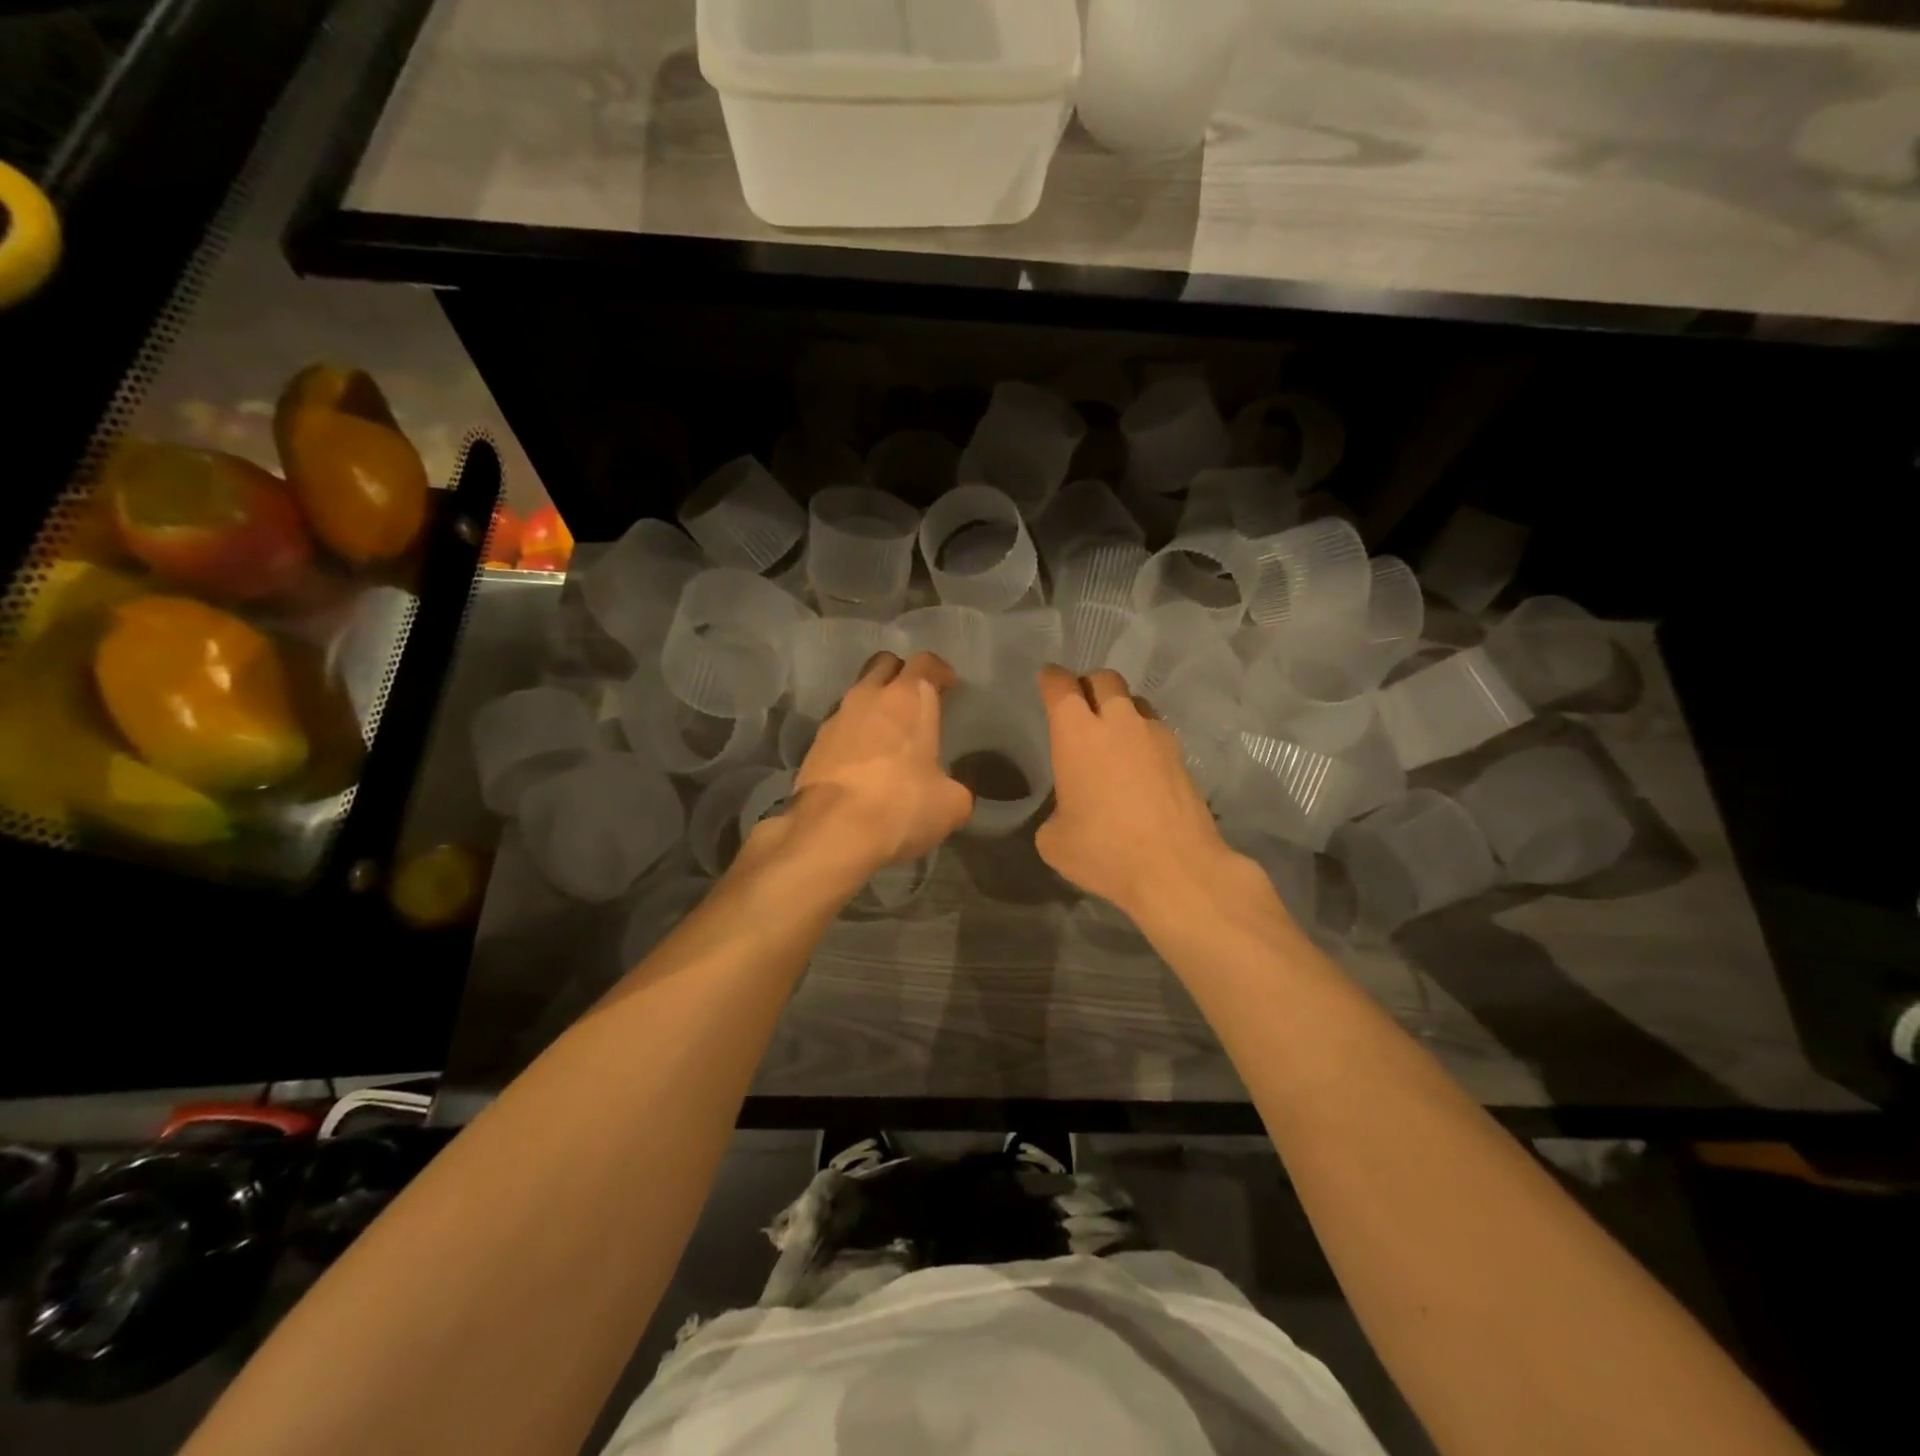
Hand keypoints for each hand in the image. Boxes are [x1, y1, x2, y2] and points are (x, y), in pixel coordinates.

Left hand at [777, 651, 972, 876]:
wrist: (833, 831)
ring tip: (888, 735)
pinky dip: (854, 734)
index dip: (939, 671)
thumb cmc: (901, 805)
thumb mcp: (951, 804)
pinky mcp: (814, 744)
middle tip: (916, 701)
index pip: (925, 662)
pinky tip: (863, 762)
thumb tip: (951, 792)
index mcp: (908, 698)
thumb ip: (955, 787)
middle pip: (885, 665)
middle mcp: (869, 696)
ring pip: (858, 694)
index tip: (949, 686)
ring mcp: (836, 718)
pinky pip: (840, 726)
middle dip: (901, 675)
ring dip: (874, 706)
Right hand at [1034, 666, 1241, 920]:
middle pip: (1104, 679)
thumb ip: (1054, 814)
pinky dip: (1143, 737)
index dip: (1050, 679)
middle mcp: (1118, 723)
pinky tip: (1139, 766)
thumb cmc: (1104, 850)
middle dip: (1088, 684)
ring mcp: (1156, 736)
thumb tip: (1067, 813)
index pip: (1060, 686)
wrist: (1176, 868)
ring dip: (1120, 709)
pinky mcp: (1182, 756)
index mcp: (1078, 734)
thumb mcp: (1054, 841)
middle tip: (1079, 705)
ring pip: (1135, 702)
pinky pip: (1156, 731)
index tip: (1046, 680)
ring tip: (1113, 735)